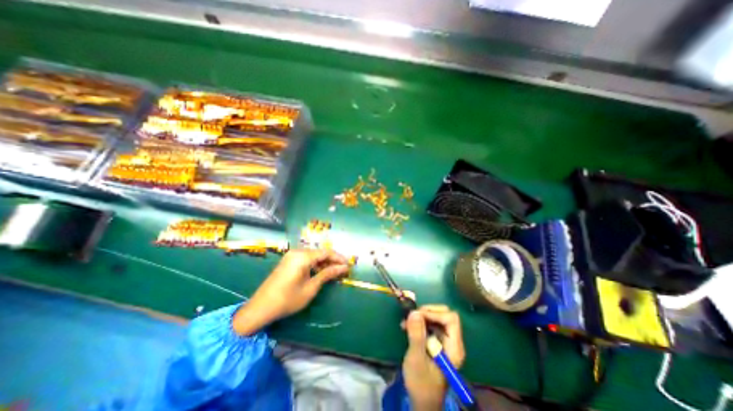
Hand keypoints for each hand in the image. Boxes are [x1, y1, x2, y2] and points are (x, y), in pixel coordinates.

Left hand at [233, 249, 349, 335]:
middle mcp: (297, 251)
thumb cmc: (288, 299)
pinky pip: (306, 258)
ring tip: (334, 272)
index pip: (326, 252)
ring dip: (324, 262)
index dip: (339, 258)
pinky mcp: (288, 261)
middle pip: (320, 252)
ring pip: (313, 255)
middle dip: (332, 260)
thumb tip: (344, 268)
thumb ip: (328, 274)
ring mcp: (291, 255)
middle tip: (342, 270)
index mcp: (303, 256)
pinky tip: (320, 271)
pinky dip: (315, 264)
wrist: (260, 308)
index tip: (348, 265)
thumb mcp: (311, 287)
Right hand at [401, 303, 463, 410]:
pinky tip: (407, 327)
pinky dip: (419, 323)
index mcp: (454, 347)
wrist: (422, 401)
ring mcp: (445, 341)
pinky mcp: (437, 342)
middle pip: (445, 315)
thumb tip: (414, 312)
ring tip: (406, 323)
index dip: (435, 313)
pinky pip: (431, 324)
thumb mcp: (416, 359)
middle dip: (427, 312)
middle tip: (411, 317)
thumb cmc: (421, 383)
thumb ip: (416, 335)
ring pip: (437, 318)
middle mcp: (452, 341)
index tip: (418, 316)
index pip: (451, 319)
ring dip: (421, 317)